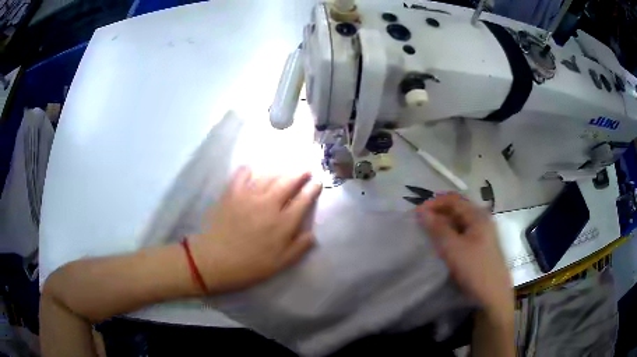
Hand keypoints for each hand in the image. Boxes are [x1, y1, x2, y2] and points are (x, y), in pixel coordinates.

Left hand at [189, 167, 321, 293]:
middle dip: (300, 173)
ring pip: (269, 175)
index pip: (303, 200)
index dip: (313, 189)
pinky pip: (242, 174)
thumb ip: (298, 248)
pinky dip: (250, 169)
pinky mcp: (231, 193)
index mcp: (283, 223)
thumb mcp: (279, 264)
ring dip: (281, 170)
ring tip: (286, 169)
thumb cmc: (248, 266)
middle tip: (306, 170)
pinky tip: (253, 170)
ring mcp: (249, 196)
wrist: (214, 260)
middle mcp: (269, 204)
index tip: (318, 183)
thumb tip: (312, 234)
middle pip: (288, 182)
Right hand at [416, 193, 512, 318]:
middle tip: (419, 223)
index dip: (434, 204)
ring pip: (459, 222)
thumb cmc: (475, 269)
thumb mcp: (454, 249)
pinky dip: (449, 234)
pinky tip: (441, 243)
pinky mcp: (480, 246)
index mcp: (478, 216)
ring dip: (442, 224)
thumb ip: (438, 229)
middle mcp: (482, 220)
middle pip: (457, 209)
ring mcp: (482, 233)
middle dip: (437, 213)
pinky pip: (462, 233)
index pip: (453, 200)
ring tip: (427, 233)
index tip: (416, 214)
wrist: (493, 295)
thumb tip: (422, 212)